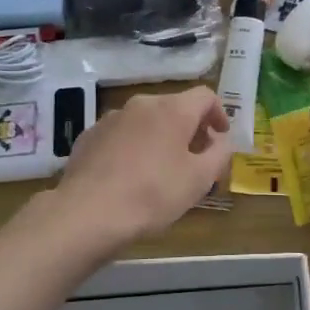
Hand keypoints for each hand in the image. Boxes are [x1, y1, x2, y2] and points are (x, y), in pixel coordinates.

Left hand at [52, 86, 232, 244]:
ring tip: (163, 168)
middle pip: (174, 106)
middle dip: (190, 128)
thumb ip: (219, 154)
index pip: (205, 96)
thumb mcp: (199, 180)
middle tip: (196, 157)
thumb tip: (221, 140)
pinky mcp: (89, 136)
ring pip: (146, 120)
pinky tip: (130, 174)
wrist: (87, 213)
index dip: (219, 113)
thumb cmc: (152, 195)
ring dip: (161, 136)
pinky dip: (134, 146)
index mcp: (172, 109)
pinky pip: (121, 134)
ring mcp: (111, 118)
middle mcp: (141, 104)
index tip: (221, 137)